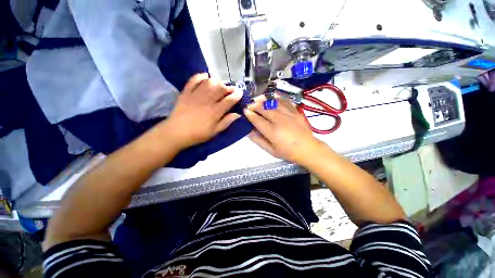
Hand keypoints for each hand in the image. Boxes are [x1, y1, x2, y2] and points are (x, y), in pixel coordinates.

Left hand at [161, 73, 241, 149]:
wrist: (176, 132)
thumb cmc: (198, 134)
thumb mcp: (215, 132)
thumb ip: (226, 122)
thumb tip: (238, 114)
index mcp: (215, 111)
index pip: (229, 100)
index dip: (237, 95)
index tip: (240, 92)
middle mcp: (207, 100)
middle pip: (221, 88)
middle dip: (229, 87)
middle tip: (231, 89)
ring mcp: (196, 95)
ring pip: (209, 82)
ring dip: (217, 82)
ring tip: (220, 85)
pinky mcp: (186, 92)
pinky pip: (194, 80)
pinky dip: (201, 76)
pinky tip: (206, 76)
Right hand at [244, 95, 325, 165]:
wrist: (308, 149)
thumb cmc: (288, 152)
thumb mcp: (271, 151)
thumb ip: (259, 141)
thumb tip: (249, 131)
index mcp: (272, 132)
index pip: (257, 120)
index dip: (250, 114)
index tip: (245, 110)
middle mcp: (279, 120)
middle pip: (264, 109)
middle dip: (255, 105)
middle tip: (249, 104)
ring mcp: (289, 114)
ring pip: (274, 103)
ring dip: (264, 100)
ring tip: (258, 99)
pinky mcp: (296, 112)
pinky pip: (285, 101)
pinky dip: (278, 98)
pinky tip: (273, 96)